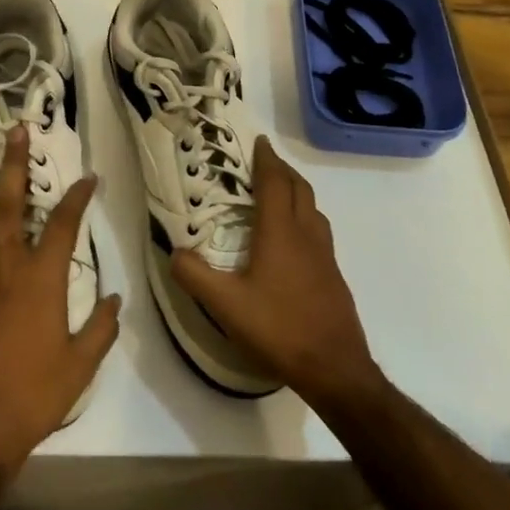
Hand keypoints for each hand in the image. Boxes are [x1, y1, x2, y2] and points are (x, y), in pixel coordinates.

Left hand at [0, 127, 120, 490]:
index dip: (77, 197)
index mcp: (40, 281)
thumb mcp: (82, 365)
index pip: (63, 225)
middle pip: (7, 208)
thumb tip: (115, 299)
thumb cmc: (35, 396)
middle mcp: (2, 272)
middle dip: (12, 167)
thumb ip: (101, 328)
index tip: (87, 177)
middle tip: (13, 135)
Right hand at [171, 136, 379, 407]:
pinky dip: (304, 218)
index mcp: (281, 232)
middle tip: (263, 163)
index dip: (266, 159)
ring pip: (313, 209)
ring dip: (296, 192)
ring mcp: (325, 255)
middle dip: (282, 170)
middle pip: (299, 189)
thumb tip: (174, 252)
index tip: (258, 140)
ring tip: (277, 194)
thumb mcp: (225, 305)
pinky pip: (319, 231)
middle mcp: (307, 235)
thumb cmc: (279, 328)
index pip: (275, 183)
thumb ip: (195, 275)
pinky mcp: (333, 276)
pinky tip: (292, 240)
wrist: (335, 368)